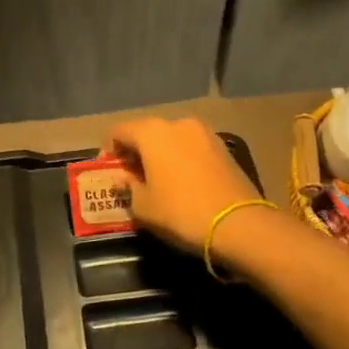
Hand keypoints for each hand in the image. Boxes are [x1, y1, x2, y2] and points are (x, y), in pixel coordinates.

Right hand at [102, 116, 266, 254]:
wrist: (239, 224)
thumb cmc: (181, 212)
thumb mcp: (143, 206)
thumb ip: (127, 187)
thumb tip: (122, 178)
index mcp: (152, 132)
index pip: (119, 131)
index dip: (109, 150)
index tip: (109, 171)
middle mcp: (178, 123)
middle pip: (146, 132)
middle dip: (136, 151)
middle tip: (131, 177)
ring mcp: (204, 133)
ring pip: (171, 139)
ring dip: (160, 154)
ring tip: (158, 181)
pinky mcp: (223, 147)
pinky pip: (191, 148)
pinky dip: (181, 159)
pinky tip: (182, 182)